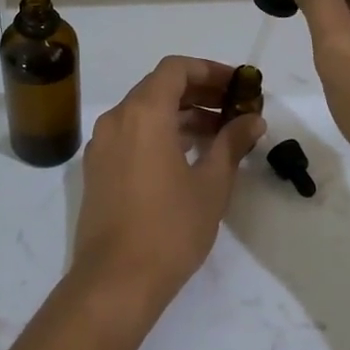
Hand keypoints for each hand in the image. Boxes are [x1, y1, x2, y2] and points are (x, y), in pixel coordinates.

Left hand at [70, 56, 265, 326]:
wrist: (115, 281)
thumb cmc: (170, 228)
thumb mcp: (211, 184)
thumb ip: (232, 143)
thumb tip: (252, 120)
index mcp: (143, 113)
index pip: (176, 69)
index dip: (210, 71)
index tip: (238, 87)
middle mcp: (116, 119)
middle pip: (158, 87)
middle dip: (198, 92)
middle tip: (234, 109)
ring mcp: (101, 145)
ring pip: (143, 112)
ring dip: (180, 115)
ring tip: (218, 135)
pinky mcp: (97, 169)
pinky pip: (131, 134)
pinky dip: (159, 133)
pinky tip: (187, 156)